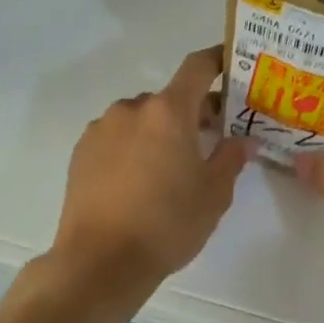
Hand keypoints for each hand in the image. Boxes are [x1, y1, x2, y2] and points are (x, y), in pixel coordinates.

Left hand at [52, 46, 250, 286]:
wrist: (100, 261)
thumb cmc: (167, 224)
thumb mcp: (213, 195)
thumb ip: (230, 159)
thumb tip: (242, 140)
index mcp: (168, 112)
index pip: (197, 67)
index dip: (217, 61)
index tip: (231, 65)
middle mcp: (131, 109)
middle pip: (169, 98)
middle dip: (191, 112)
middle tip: (210, 139)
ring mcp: (101, 129)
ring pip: (140, 119)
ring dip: (158, 132)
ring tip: (169, 168)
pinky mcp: (81, 153)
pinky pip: (116, 138)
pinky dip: (132, 147)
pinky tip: (138, 181)